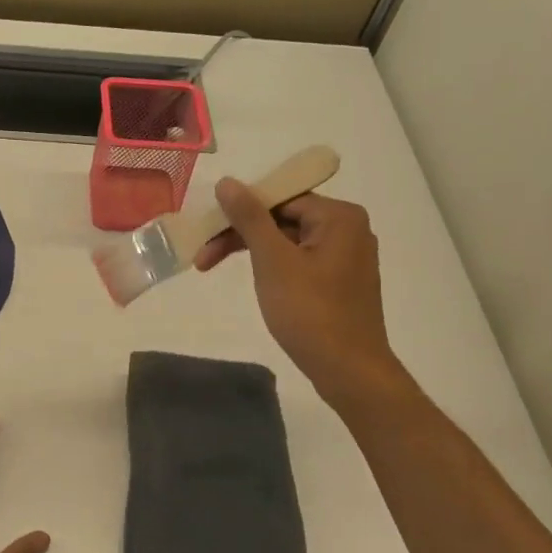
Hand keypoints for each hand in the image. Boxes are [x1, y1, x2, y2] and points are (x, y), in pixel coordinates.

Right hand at [194, 182, 406, 411]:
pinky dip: (272, 266)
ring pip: (288, 241)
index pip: (279, 199)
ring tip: (213, 268)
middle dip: (240, 235)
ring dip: (251, 252)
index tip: (206, 232)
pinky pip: (299, 260)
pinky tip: (253, 280)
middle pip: (282, 219)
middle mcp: (349, 229)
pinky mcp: (341, 282)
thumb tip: (227, 182)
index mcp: (339, 216)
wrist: (348, 370)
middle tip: (202, 259)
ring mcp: (347, 257)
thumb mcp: (273, 261)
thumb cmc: (310, 312)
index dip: (238, 212)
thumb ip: (250, 218)